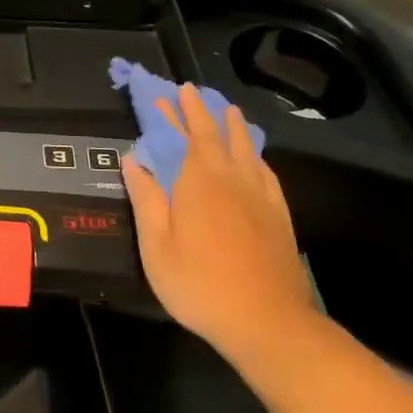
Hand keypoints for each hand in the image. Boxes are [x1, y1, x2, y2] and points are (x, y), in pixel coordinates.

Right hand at [121, 85, 316, 350]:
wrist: (266, 322)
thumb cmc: (199, 284)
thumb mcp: (156, 246)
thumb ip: (146, 199)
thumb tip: (134, 159)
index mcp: (198, 183)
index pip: (186, 137)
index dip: (175, 114)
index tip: (166, 94)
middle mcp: (232, 180)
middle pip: (216, 136)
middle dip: (202, 111)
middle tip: (191, 91)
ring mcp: (260, 197)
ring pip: (247, 149)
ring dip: (233, 127)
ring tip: (228, 110)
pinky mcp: (278, 216)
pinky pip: (266, 173)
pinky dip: (256, 156)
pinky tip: (255, 158)